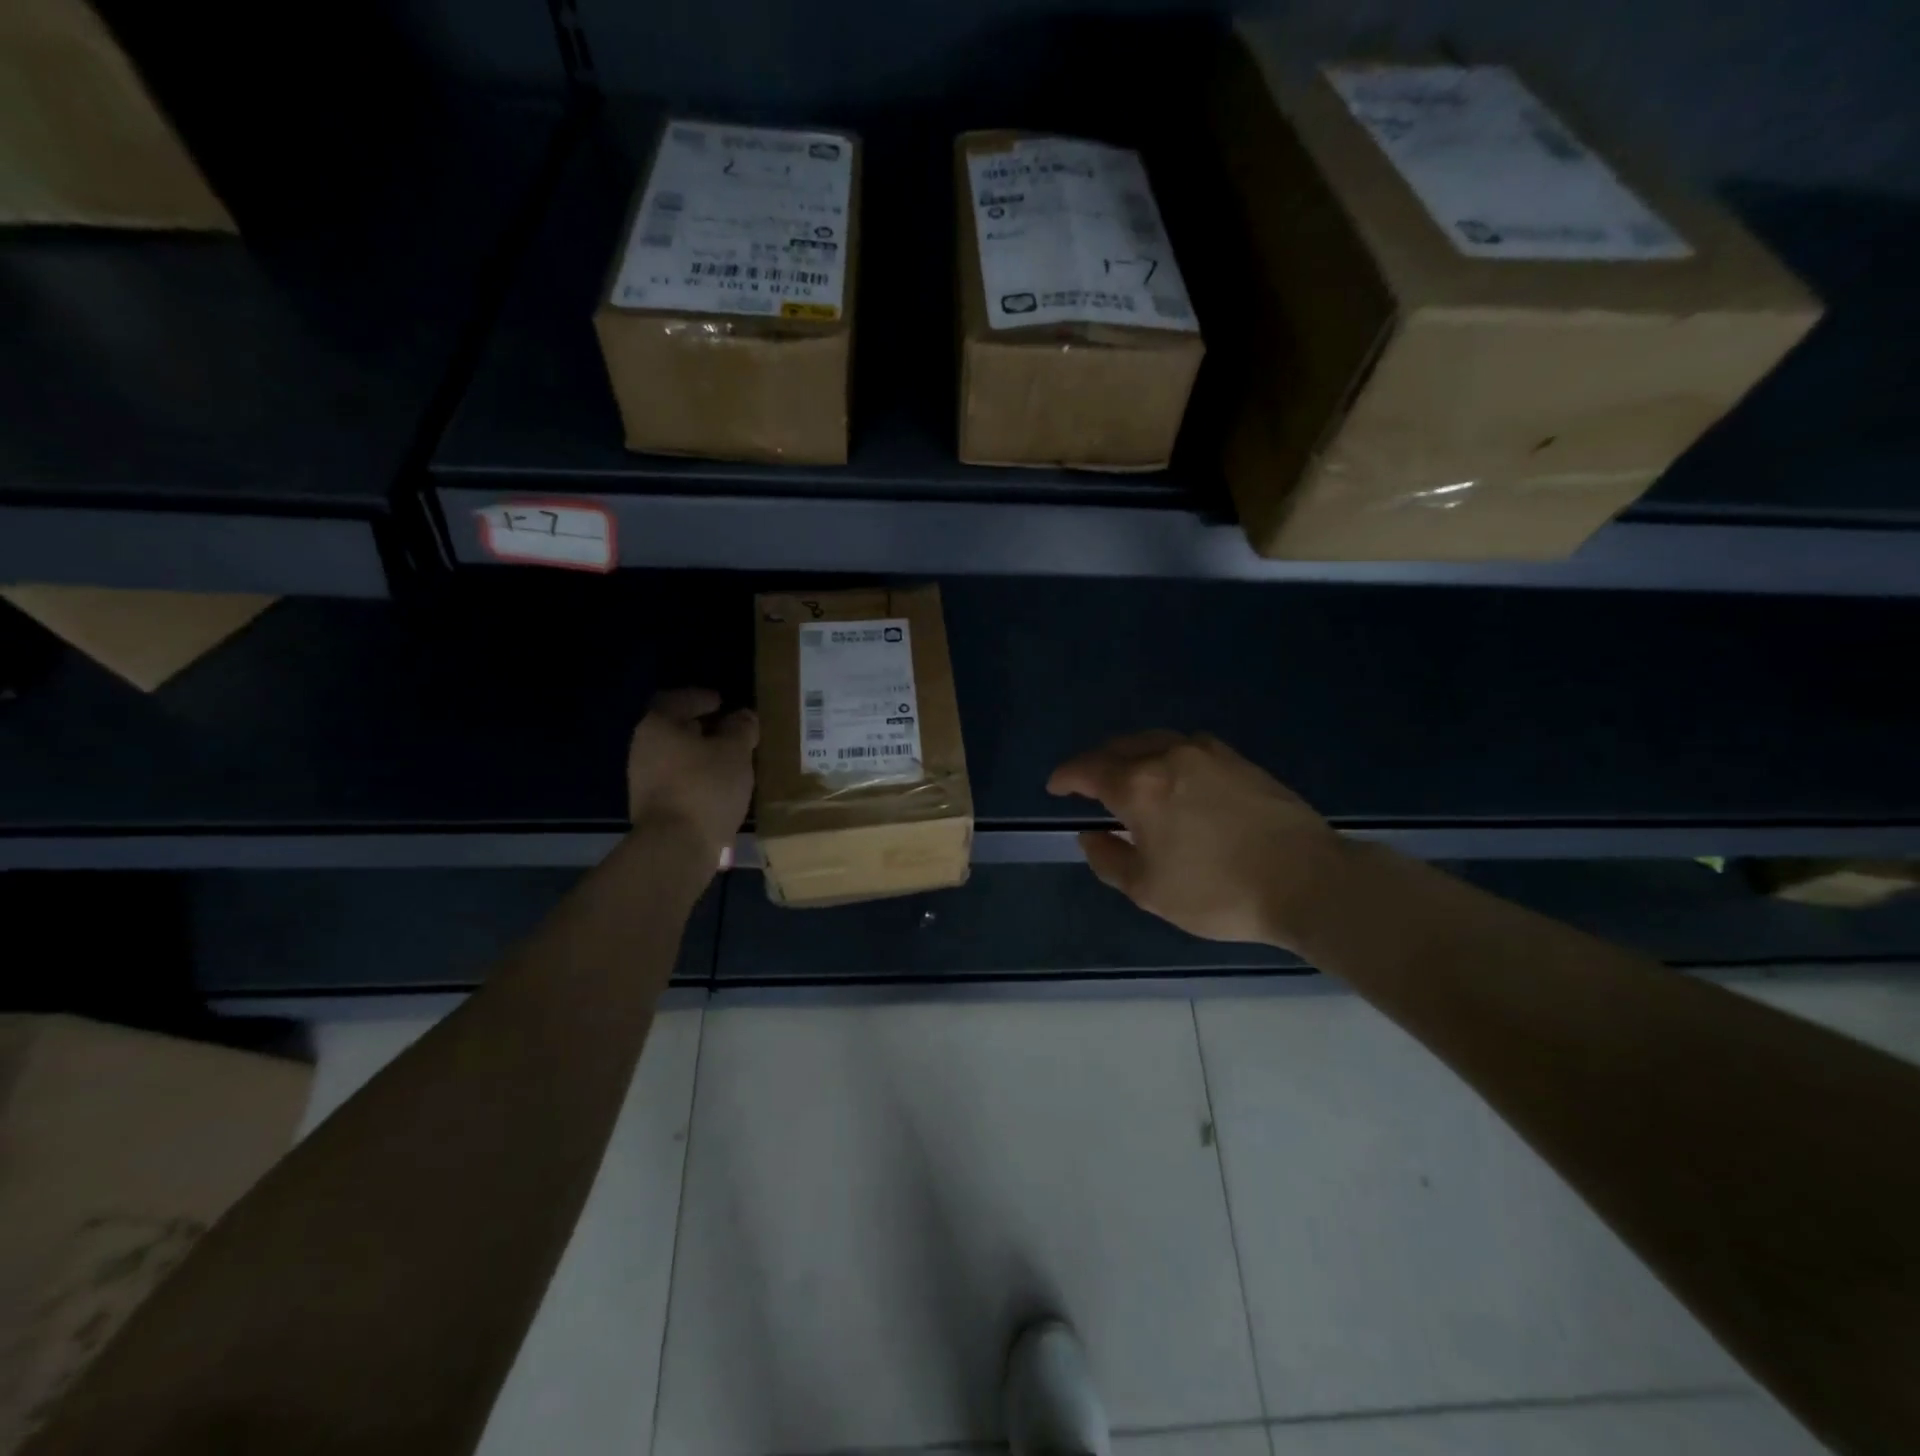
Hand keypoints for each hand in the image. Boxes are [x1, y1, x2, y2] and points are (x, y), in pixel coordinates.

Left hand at [626, 688, 757, 859]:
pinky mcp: (652, 806)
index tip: (721, 702)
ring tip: (731, 760)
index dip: (700, 698)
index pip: (677, 700)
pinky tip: (720, 785)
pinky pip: (678, 780)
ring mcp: (643, 779)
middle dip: (702, 727)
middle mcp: (643, 748)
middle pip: (674, 729)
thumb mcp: (736, 751)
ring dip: (701, 755)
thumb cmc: (706, 786)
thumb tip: (743, 716)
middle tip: (730, 729)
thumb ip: (741, 728)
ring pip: (676, 757)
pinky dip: (697, 777)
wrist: (676, 846)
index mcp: (658, 726)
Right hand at [1047, 732, 1345, 948]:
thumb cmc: (1217, 891)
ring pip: (1154, 740)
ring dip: (1131, 754)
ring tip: (1127, 776)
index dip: (1065, 777)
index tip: (1055, 787)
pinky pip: (1186, 746)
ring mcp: (1207, 753)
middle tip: (1086, 784)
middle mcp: (1168, 756)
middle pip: (1118, 747)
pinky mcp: (1238, 760)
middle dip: (1096, 763)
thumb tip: (1090, 835)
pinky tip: (1174, 777)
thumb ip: (1108, 859)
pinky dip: (1165, 755)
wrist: (1307, 880)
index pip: (1087, 769)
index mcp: (1139, 786)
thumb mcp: (1148, 889)